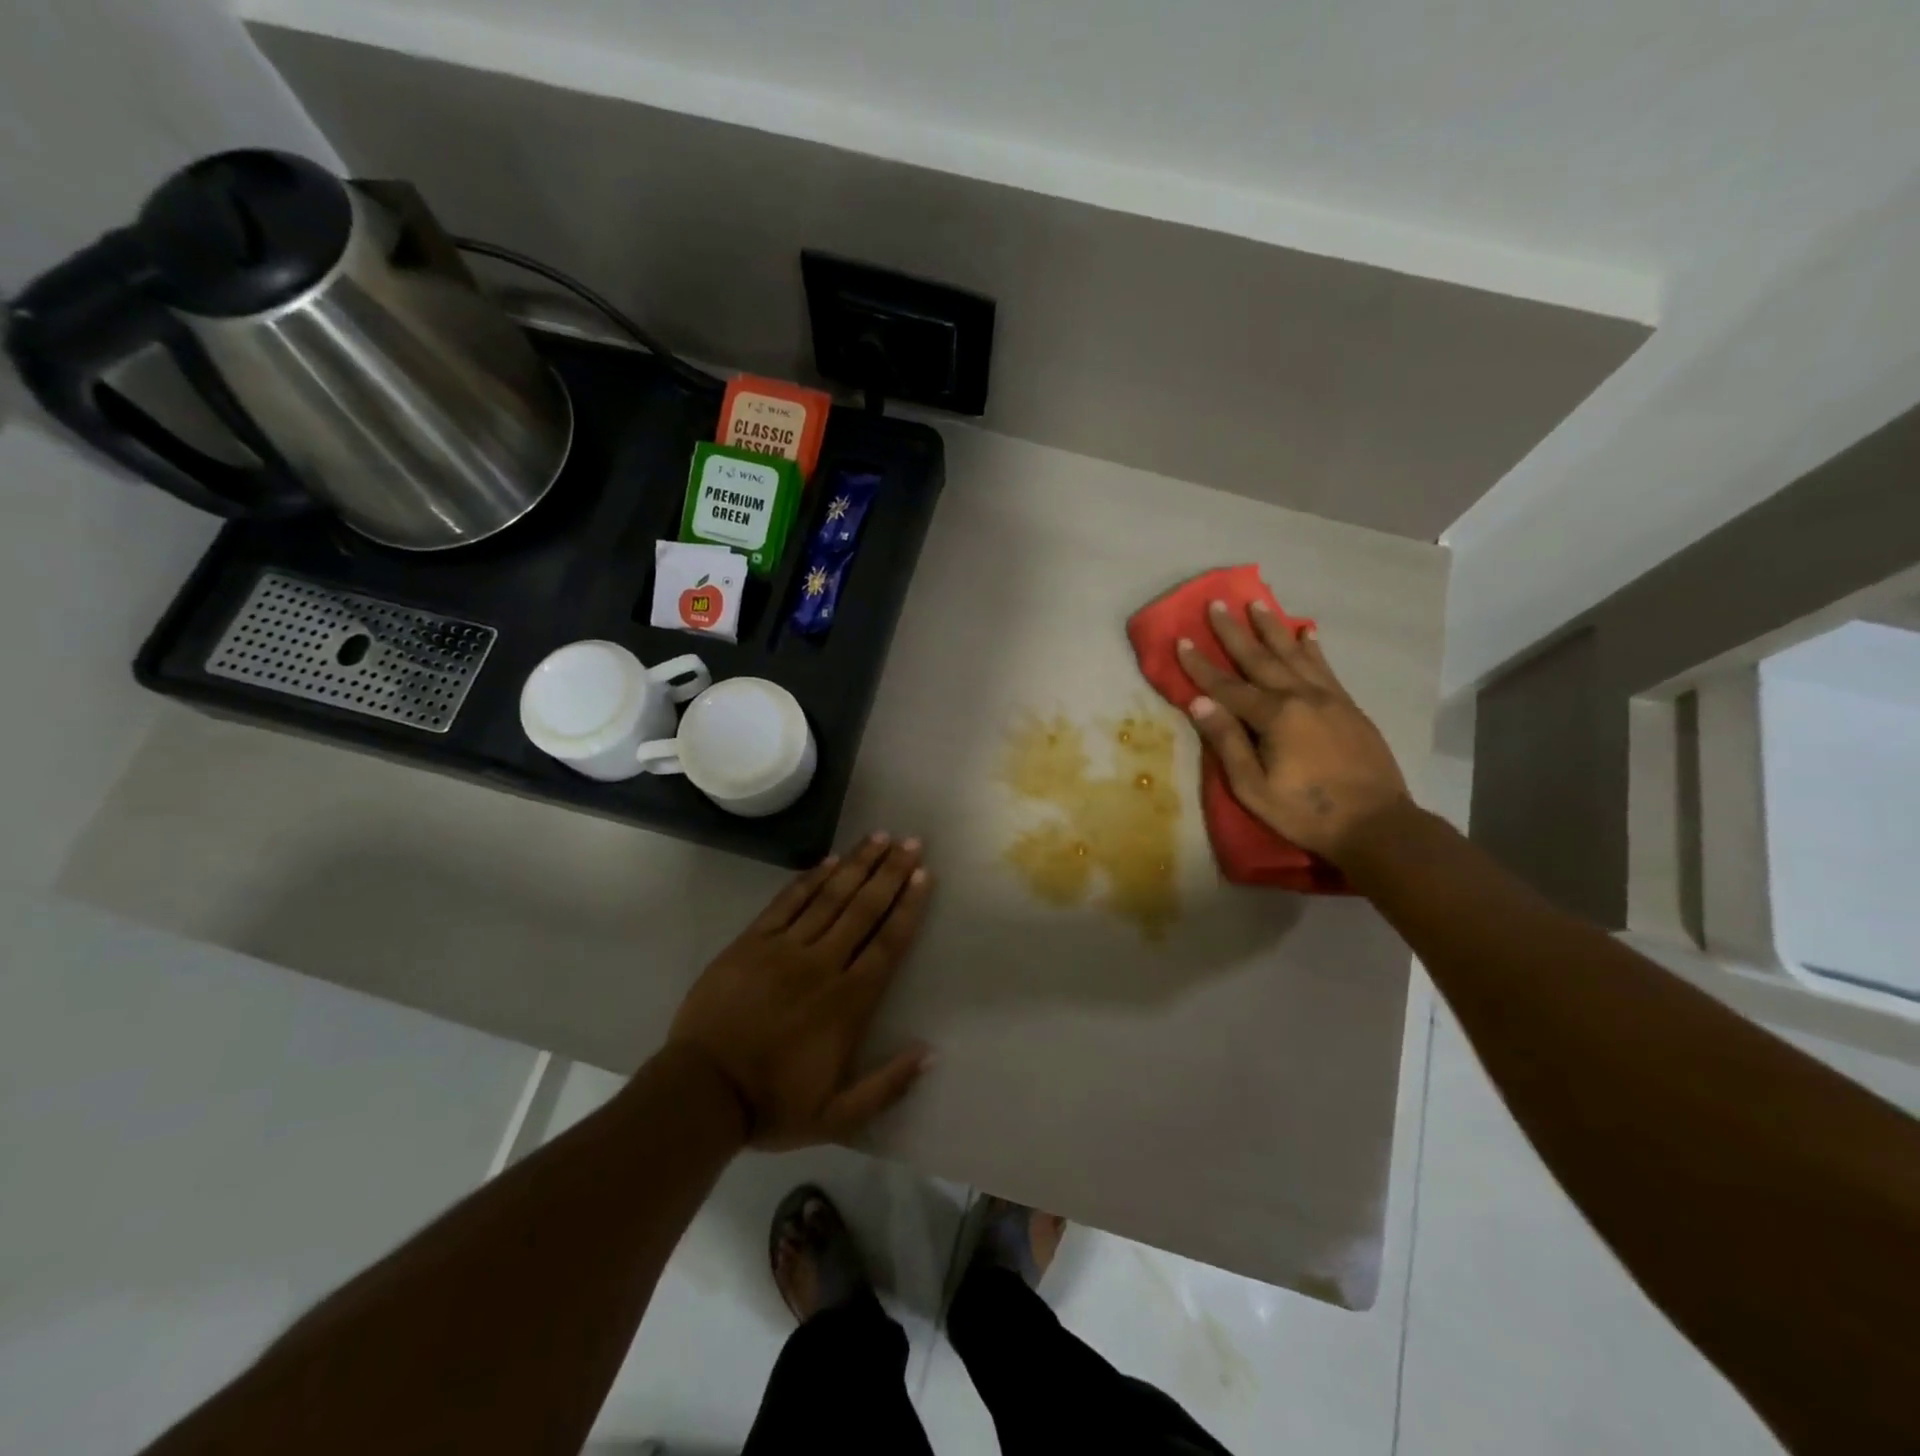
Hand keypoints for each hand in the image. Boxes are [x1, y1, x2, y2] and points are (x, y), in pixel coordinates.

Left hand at [668, 834, 934, 1149]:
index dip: (908, 907)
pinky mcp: (751, 943)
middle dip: (890, 873)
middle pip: (863, 910)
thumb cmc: (772, 1105)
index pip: (887, 944)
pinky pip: (787, 903)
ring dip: (857, 865)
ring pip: (829, 897)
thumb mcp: (837, 1116)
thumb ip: (886, 1086)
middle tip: (911, 842)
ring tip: (879, 837)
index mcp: (847, 1003)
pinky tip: (830, 860)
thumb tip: (930, 1053)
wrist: (701, 1093)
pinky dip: (810, 879)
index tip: (924, 876)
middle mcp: (822, 965)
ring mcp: (783, 949)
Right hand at [1176, 600, 1410, 864]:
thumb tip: (1199, 702)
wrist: (1377, 824)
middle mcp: (1301, 696)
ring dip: (1272, 629)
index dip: (1201, 665)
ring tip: (1257, 604)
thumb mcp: (1253, 787)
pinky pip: (1324, 667)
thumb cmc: (1306, 812)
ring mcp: (1328, 698)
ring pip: (1294, 654)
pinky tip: (1306, 633)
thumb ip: (1227, 742)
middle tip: (1217, 604)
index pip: (1227, 686)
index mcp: (1275, 716)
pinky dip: (1312, 648)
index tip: (1181, 640)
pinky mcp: (1348, 706)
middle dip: (1234, 632)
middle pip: (1260, 659)